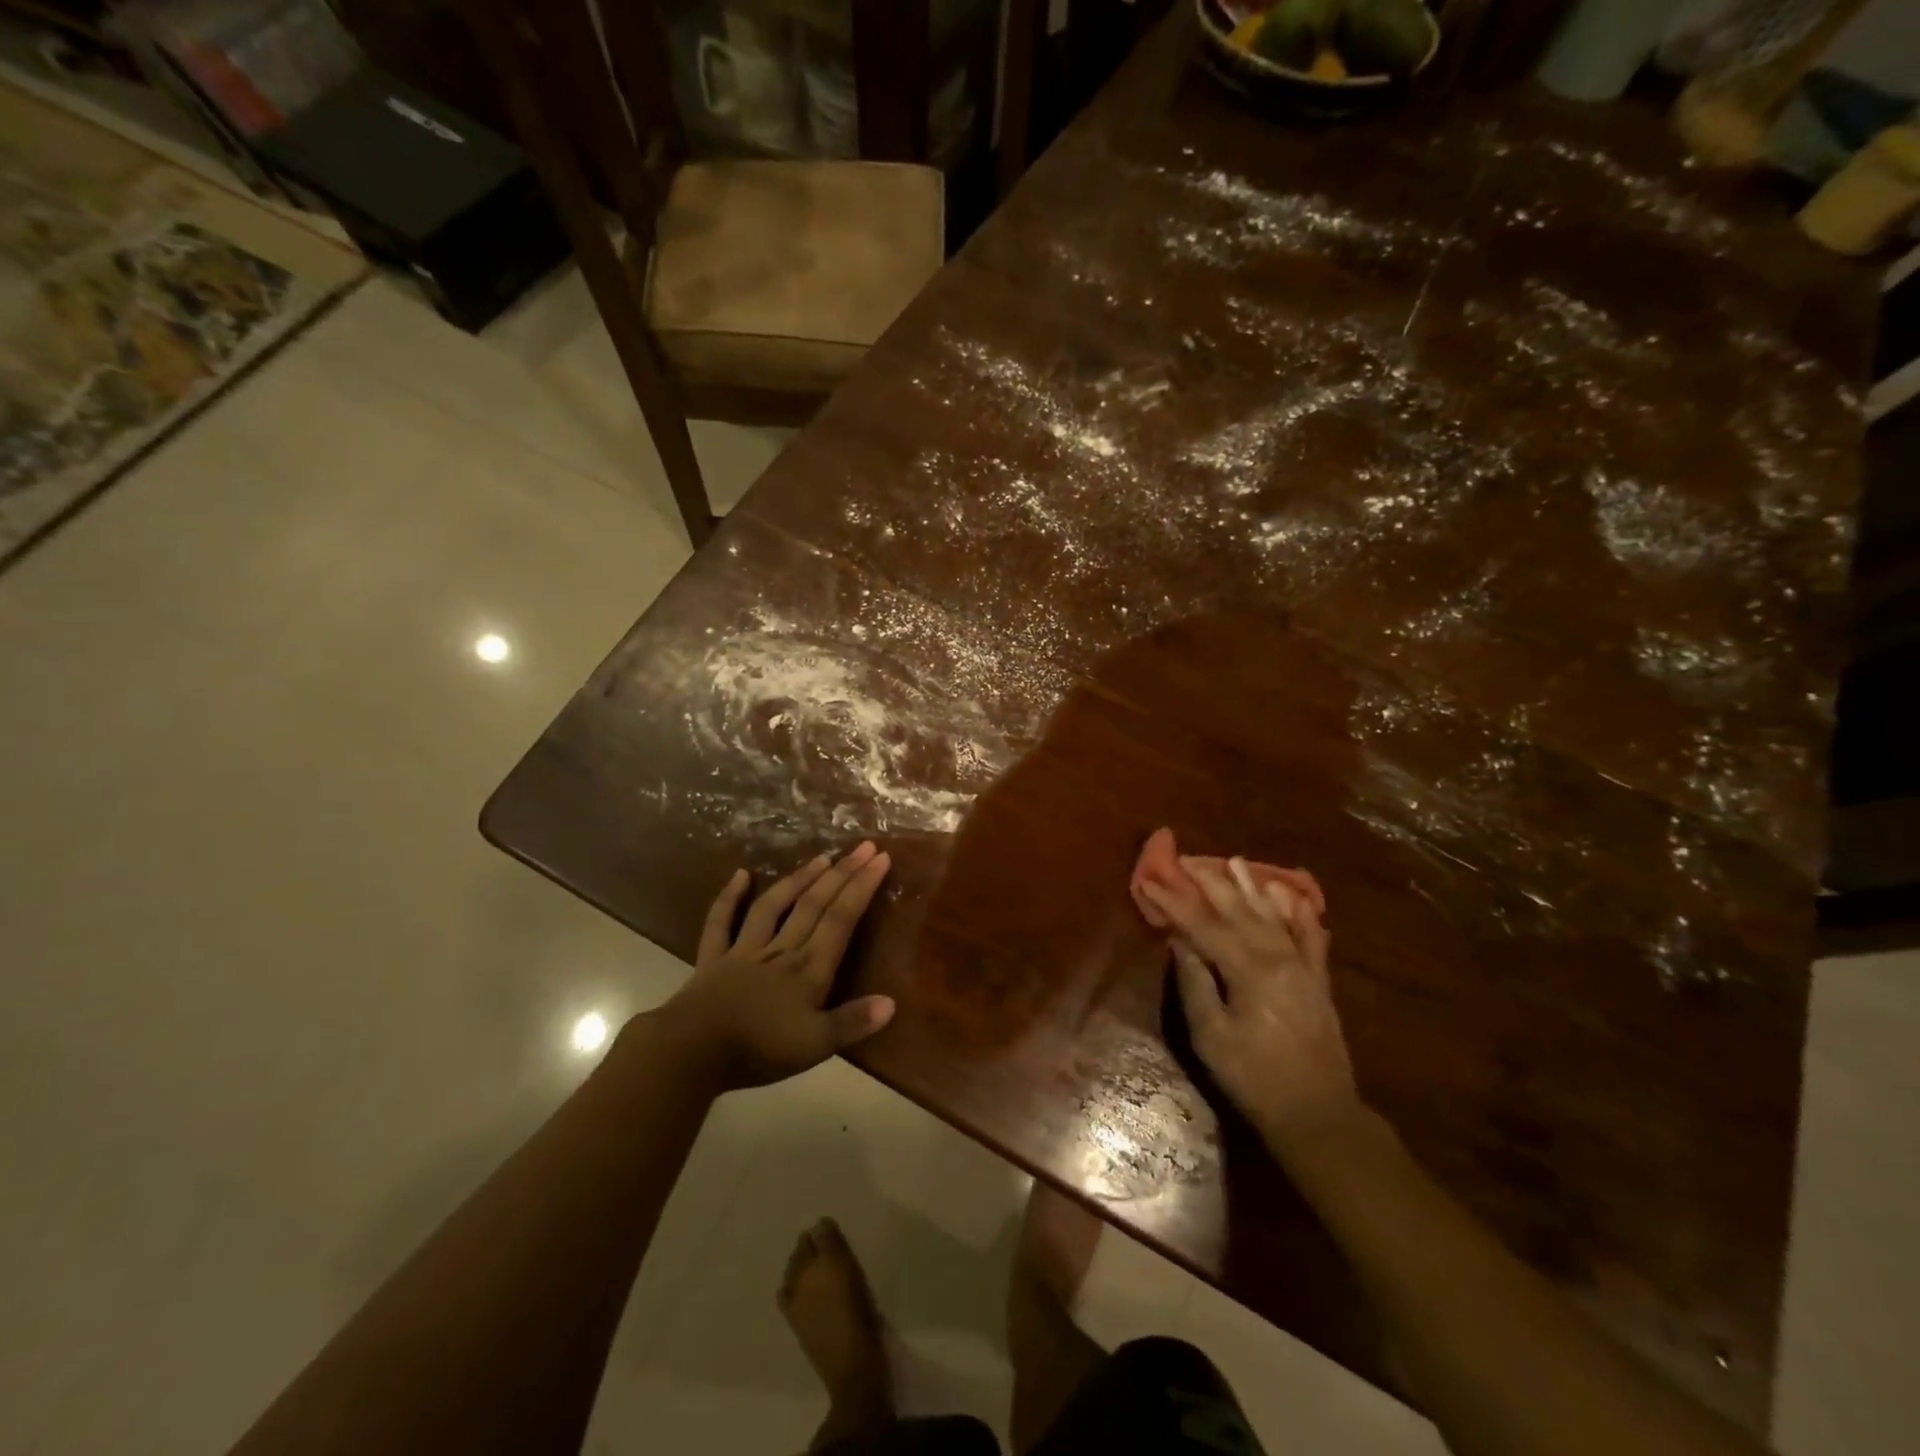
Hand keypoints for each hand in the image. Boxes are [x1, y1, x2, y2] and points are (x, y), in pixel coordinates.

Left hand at [651, 843, 895, 1091]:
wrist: (691, 1052)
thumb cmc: (758, 1049)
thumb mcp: (814, 1045)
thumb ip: (852, 1022)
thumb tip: (892, 1002)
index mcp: (809, 969)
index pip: (841, 919)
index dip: (862, 887)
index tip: (881, 858)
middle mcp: (781, 950)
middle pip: (815, 905)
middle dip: (842, 874)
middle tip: (863, 846)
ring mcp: (745, 951)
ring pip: (775, 906)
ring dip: (799, 880)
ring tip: (821, 857)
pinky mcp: (713, 959)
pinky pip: (721, 922)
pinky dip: (729, 897)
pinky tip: (740, 874)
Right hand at [1140, 856, 1360, 1152]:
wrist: (1318, 1115)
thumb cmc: (1255, 1077)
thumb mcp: (1211, 1037)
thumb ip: (1195, 984)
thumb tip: (1180, 942)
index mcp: (1248, 970)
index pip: (1202, 925)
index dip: (1174, 903)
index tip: (1151, 881)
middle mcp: (1277, 957)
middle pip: (1238, 911)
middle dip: (1210, 883)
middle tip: (1188, 859)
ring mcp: (1302, 966)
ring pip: (1273, 915)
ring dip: (1252, 886)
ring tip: (1235, 861)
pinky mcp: (1318, 981)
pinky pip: (1311, 937)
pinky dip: (1301, 913)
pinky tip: (1293, 895)